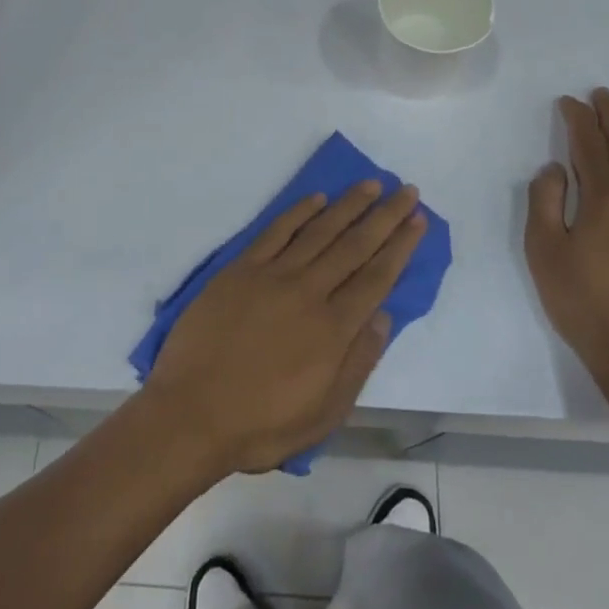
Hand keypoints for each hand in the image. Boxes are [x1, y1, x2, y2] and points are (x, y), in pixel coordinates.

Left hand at [143, 181, 426, 475]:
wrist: (190, 414)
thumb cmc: (260, 424)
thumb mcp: (323, 414)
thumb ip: (358, 363)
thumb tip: (384, 317)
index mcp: (333, 329)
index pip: (377, 277)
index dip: (400, 246)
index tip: (418, 220)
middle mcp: (309, 292)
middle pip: (356, 245)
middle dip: (386, 216)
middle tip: (407, 190)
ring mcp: (273, 275)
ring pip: (320, 230)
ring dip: (349, 205)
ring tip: (372, 184)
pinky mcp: (241, 268)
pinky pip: (277, 231)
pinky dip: (299, 211)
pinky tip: (318, 198)